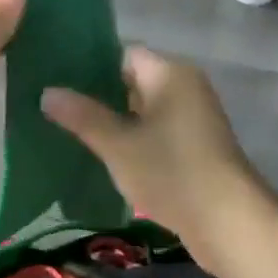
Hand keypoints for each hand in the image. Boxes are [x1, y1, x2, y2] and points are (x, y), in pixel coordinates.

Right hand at [41, 47, 269, 266]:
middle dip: (96, 94)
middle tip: (57, 105)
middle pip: (132, 79)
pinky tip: (104, 152)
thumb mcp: (118, 145)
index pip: (121, 53)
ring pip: (142, 107)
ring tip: (71, 129)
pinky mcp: (196, 144)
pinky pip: (156, 128)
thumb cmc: (172, 172)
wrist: (230, 224)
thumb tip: (47, 92)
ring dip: (114, 118)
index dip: (88, 65)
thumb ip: (82, 116)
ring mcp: (193, 116)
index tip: (57, 79)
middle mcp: (185, 85)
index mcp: (169, 73)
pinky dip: (133, 137)